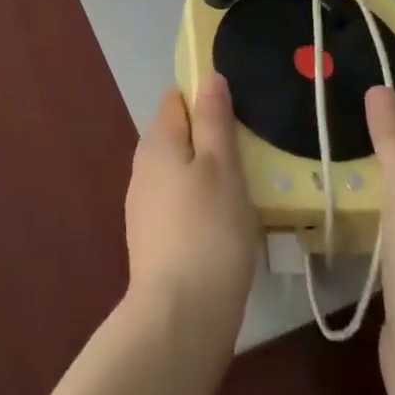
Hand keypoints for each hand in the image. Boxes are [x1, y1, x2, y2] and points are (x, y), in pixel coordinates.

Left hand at [124, 76, 259, 341]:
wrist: (179, 317)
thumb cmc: (207, 230)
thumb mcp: (220, 166)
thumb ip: (213, 120)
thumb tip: (207, 77)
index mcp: (157, 142)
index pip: (177, 100)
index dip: (206, 97)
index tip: (240, 112)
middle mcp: (143, 167)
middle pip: (178, 136)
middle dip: (211, 138)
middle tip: (251, 152)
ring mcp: (144, 205)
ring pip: (181, 172)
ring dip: (209, 174)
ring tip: (247, 188)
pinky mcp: (153, 239)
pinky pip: (181, 204)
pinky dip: (202, 204)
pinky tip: (226, 224)